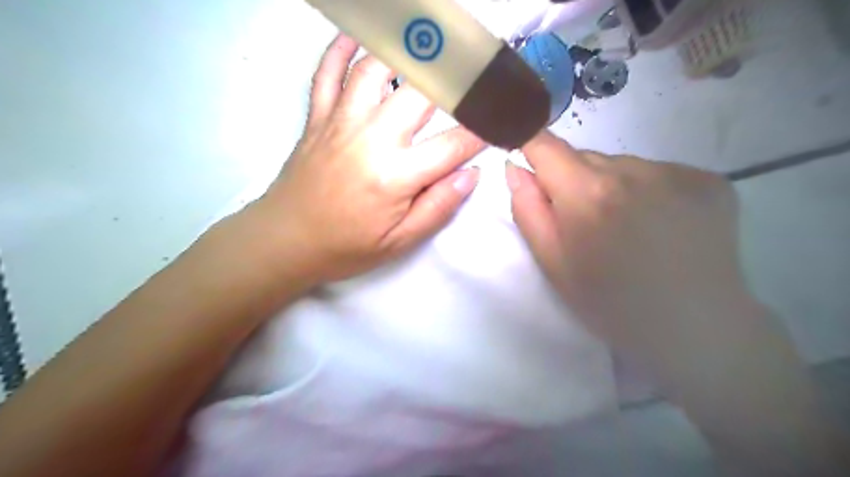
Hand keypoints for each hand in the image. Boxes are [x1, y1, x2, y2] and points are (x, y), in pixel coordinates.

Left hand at [252, 35, 484, 281]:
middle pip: (420, 93)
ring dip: (404, 52)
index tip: (502, 119)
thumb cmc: (346, 246)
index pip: (453, 144)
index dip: (483, 131)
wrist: (285, 241)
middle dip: (455, 77)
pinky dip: (340, 48)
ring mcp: (340, 123)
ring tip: (430, 44)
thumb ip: (437, 207)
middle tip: (477, 67)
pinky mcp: (317, 118)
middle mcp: (371, 139)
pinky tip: (357, 35)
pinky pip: (327, 73)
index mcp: (395, 176)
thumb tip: (471, 175)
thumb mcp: (398, 242)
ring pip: (374, 69)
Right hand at [511, 131, 848, 474]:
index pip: (545, 144)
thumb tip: (515, 167)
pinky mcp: (709, 180)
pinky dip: (649, 190)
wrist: (696, 329)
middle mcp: (632, 170)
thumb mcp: (553, 265)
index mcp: (587, 194)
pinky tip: (660, 225)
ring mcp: (677, 172)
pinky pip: (659, 172)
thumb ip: (527, 210)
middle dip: (574, 181)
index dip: (531, 147)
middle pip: (585, 157)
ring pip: (622, 165)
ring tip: (627, 228)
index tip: (530, 164)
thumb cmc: (610, 304)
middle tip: (586, 224)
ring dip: (612, 185)